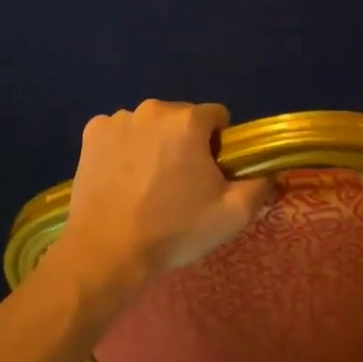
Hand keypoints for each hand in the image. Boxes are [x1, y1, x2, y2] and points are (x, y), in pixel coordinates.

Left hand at [50, 101, 274, 301]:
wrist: (107, 252)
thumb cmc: (174, 230)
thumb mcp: (233, 215)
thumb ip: (261, 186)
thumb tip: (271, 174)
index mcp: (188, 121)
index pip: (217, 117)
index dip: (220, 145)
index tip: (211, 174)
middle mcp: (152, 109)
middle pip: (182, 119)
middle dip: (186, 142)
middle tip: (181, 184)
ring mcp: (117, 120)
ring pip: (150, 125)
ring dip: (155, 144)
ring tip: (147, 185)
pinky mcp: (91, 134)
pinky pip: (120, 133)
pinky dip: (124, 148)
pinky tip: (122, 178)